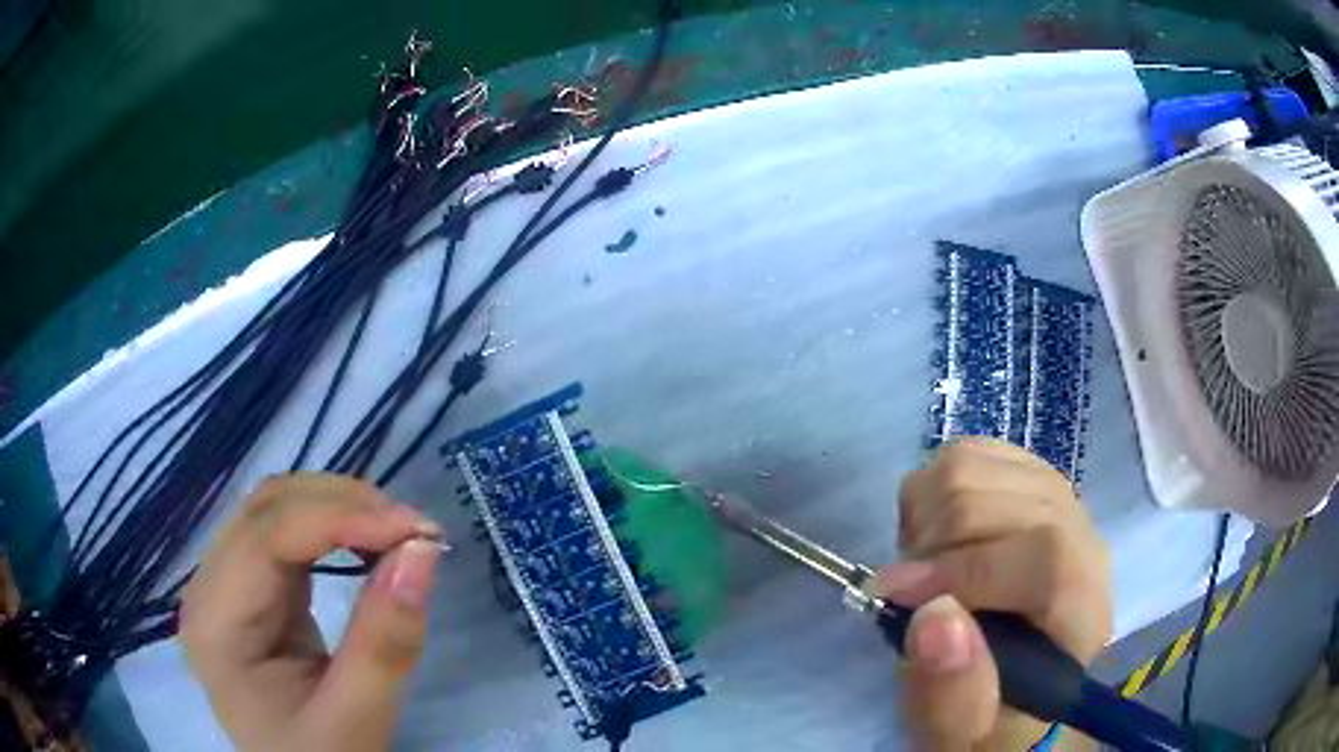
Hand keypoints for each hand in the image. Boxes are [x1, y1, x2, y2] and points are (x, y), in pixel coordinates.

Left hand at [181, 474, 443, 751]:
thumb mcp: (357, 720)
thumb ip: (385, 643)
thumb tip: (422, 551)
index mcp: (216, 624)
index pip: (268, 538)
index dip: (341, 519)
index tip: (418, 530)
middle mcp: (208, 588)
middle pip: (266, 509)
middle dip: (343, 505)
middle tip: (415, 532)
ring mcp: (226, 583)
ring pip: (276, 510)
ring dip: (339, 509)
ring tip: (397, 534)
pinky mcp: (251, 588)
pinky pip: (286, 535)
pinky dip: (332, 528)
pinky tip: (366, 544)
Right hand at [873, 438, 1110, 749]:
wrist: (1015, 685)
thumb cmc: (992, 719)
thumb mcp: (965, 738)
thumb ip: (952, 699)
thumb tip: (933, 616)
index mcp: (1082, 609)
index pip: (1043, 555)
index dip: (964, 569)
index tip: (894, 597)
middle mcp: (1081, 537)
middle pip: (1002, 499)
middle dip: (932, 548)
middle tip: (909, 596)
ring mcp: (1055, 497)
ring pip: (977, 463)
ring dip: (927, 517)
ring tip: (922, 568)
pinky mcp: (1026, 477)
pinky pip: (970, 452)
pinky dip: (932, 491)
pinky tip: (935, 536)